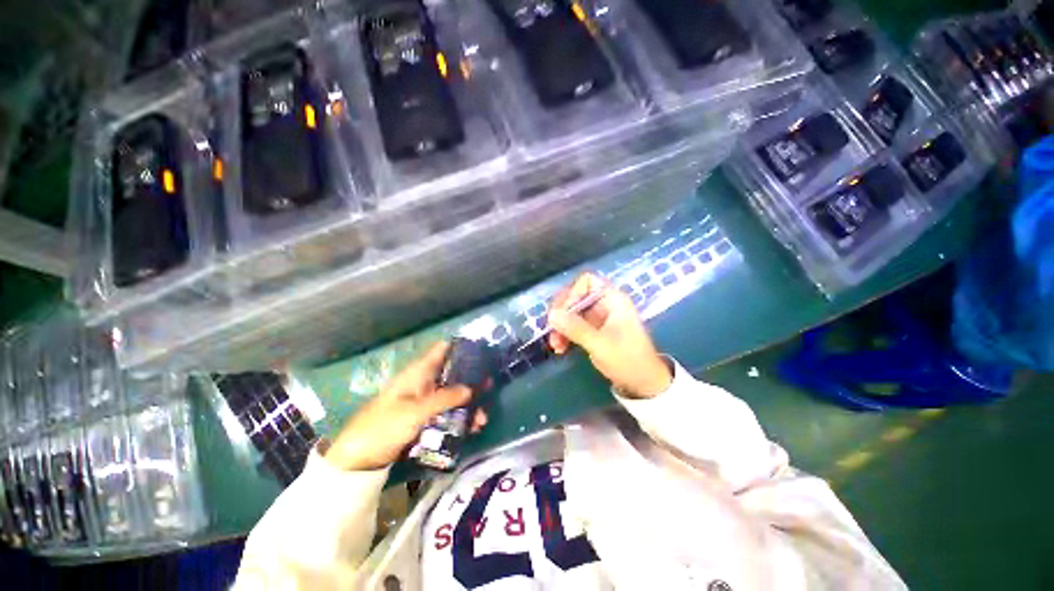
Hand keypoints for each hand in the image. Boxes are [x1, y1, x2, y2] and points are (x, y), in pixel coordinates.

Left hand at [324, 342, 487, 470]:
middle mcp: (423, 383)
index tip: (481, 351)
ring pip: (452, 396)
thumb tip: (471, 389)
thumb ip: (444, 399)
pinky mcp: (424, 419)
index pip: (441, 350)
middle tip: (490, 387)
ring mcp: (424, 402)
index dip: (461, 347)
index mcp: (417, 373)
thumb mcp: (415, 411)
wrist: (357, 459)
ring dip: (468, 404)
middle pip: (452, 374)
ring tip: (482, 419)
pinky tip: (471, 428)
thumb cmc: (383, 427)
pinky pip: (446, 413)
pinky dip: (459, 418)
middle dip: (471, 380)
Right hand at [548, 273, 671, 398]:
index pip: (586, 282)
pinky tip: (560, 348)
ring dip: (560, 327)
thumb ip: (575, 328)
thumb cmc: (627, 359)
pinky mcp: (593, 330)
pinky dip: (565, 334)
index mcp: (612, 299)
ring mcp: (598, 317)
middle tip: (552, 330)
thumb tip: (551, 315)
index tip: (562, 314)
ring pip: (571, 312)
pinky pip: (573, 325)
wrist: (643, 383)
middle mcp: (604, 304)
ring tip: (556, 346)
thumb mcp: (600, 344)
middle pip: (575, 297)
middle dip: (561, 314)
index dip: (572, 294)